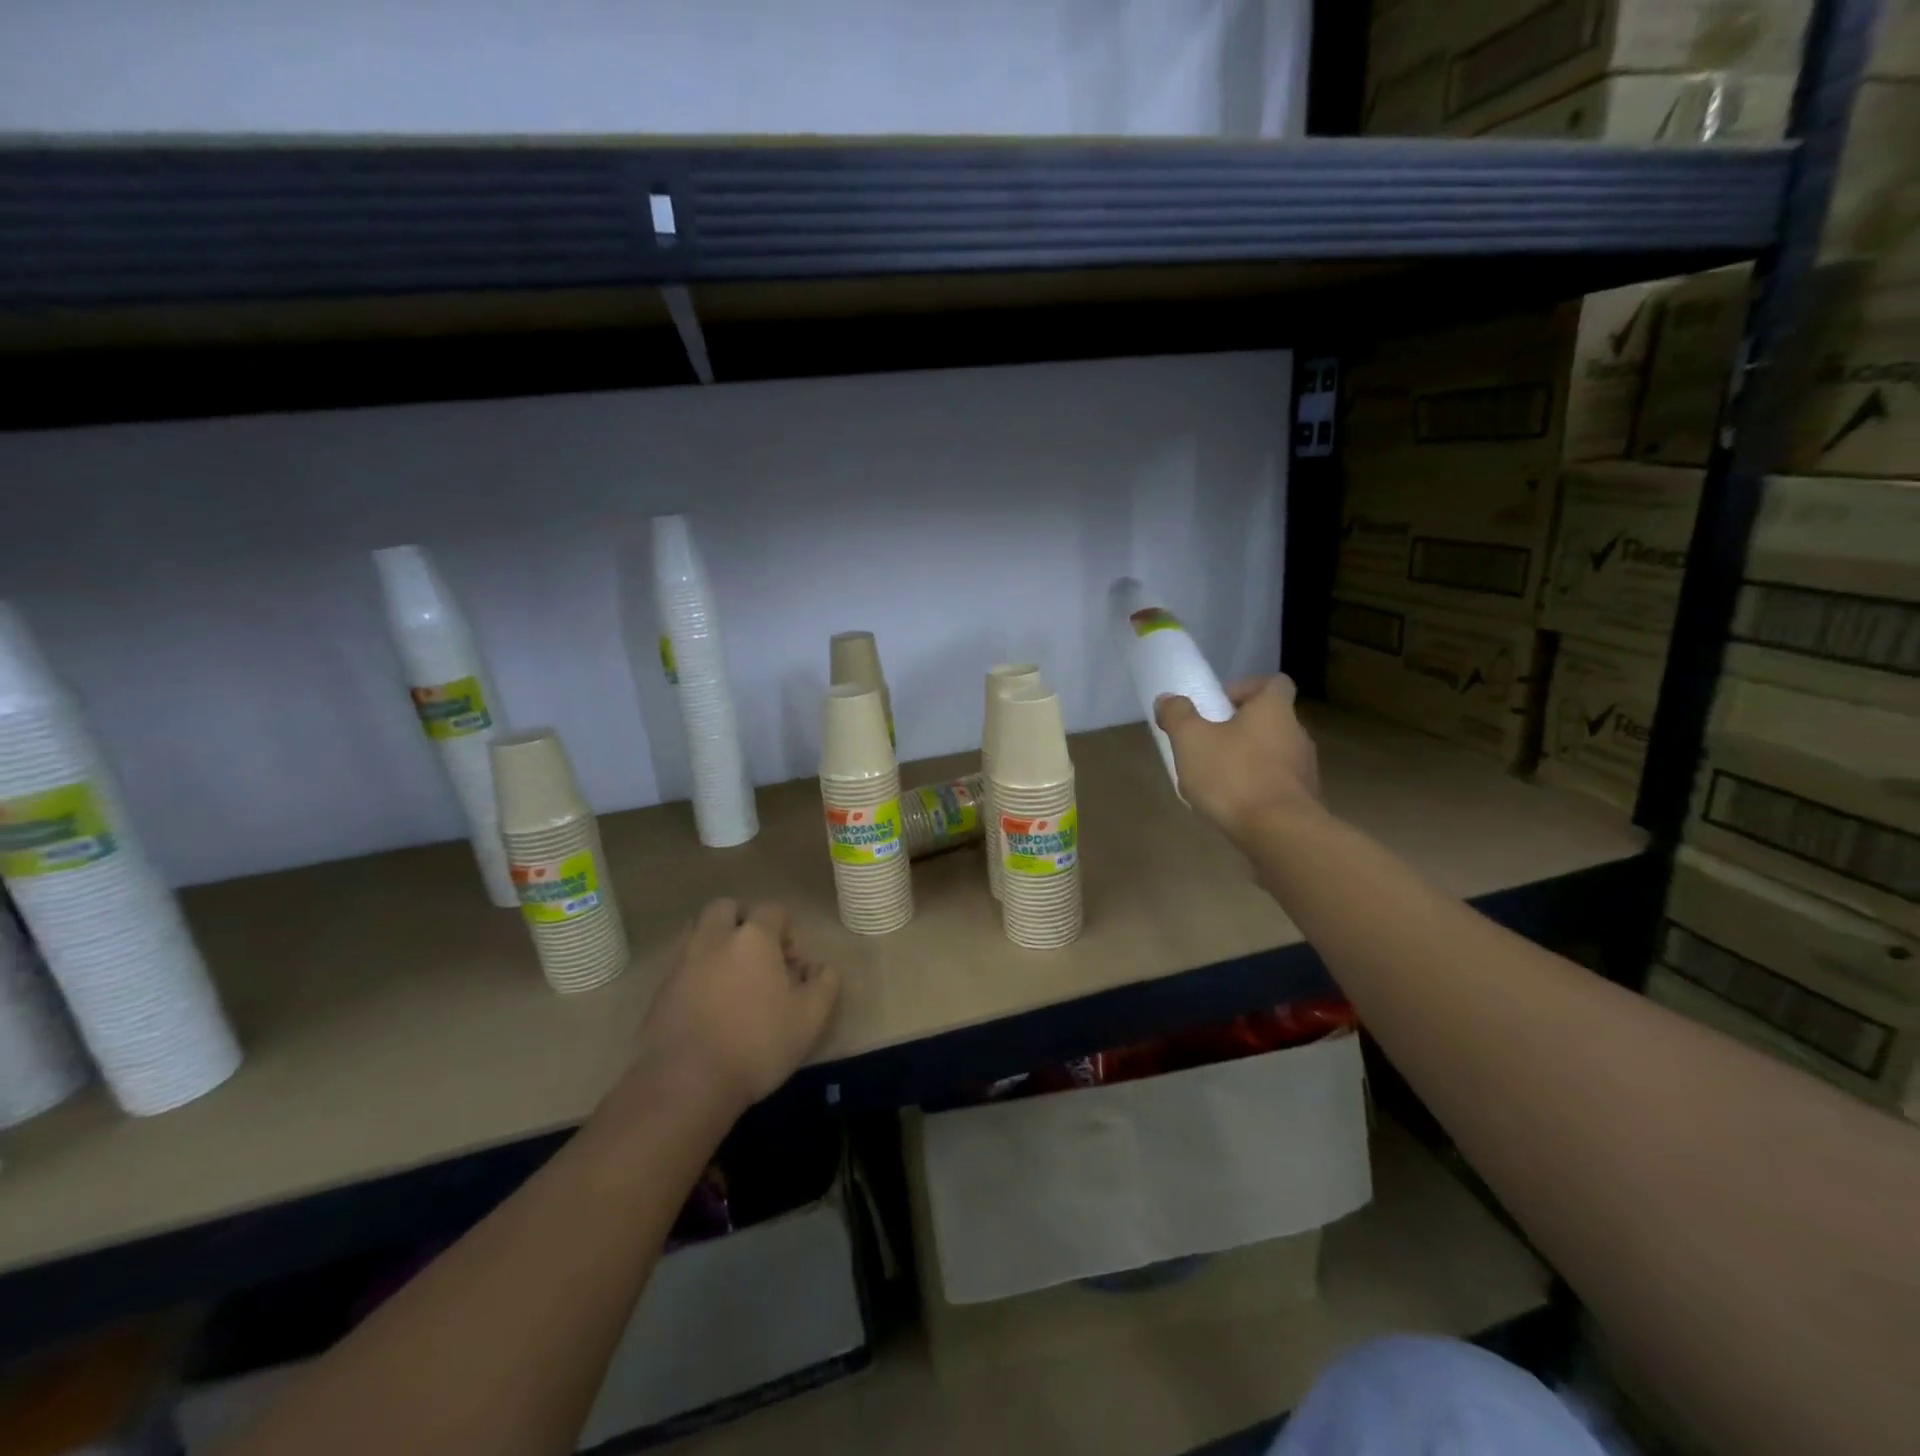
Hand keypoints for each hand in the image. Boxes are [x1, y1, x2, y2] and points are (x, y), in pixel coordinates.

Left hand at [630, 899, 839, 1117]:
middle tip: (757, 956)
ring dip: (716, 942)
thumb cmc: (757, 1043)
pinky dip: (697, 969)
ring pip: (699, 931)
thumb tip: (820, 968)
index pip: (773, 909)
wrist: (687, 1083)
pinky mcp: (660, 988)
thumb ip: (825, 983)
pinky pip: (683, 963)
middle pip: (727, 908)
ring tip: (731, 977)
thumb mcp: (810, 1017)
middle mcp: (714, 937)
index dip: (787, 930)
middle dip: (743, 922)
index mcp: (753, 936)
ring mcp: (682, 961)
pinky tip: (709, 1001)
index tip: (792, 964)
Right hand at [1155, 674, 1321, 842]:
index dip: (1246, 688)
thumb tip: (1168, 699)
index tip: (1219, 705)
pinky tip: (1233, 805)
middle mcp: (1297, 734)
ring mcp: (1305, 770)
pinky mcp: (1304, 801)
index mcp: (1274, 710)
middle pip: (1271, 720)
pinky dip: (1257, 788)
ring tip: (1216, 779)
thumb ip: (1177, 715)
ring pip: (1274, 754)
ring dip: (1248, 759)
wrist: (1279, 834)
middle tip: (1208, 743)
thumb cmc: (1233, 776)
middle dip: (1240, 728)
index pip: (1274, 682)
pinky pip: (1277, 784)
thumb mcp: (1191, 740)